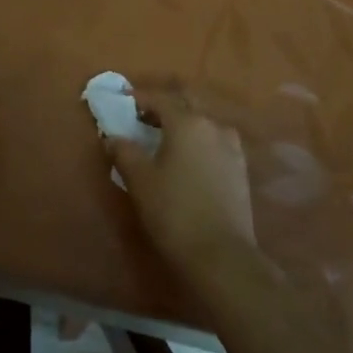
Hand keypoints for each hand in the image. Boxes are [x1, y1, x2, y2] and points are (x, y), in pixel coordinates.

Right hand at [106, 88, 257, 271]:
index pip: (160, 98)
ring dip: (183, 124)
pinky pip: (214, 142)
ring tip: (163, 141)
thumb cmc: (174, 211)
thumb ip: (124, 151)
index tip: (122, 102)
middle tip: (142, 119)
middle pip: (186, 104)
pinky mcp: (240, 168)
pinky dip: (197, 142)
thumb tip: (112, 136)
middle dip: (163, 107)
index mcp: (187, 122)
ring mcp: (232, 147)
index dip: (139, 98)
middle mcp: (213, 126)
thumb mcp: (140, 180)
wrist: (221, 254)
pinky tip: (187, 160)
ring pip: (203, 123)